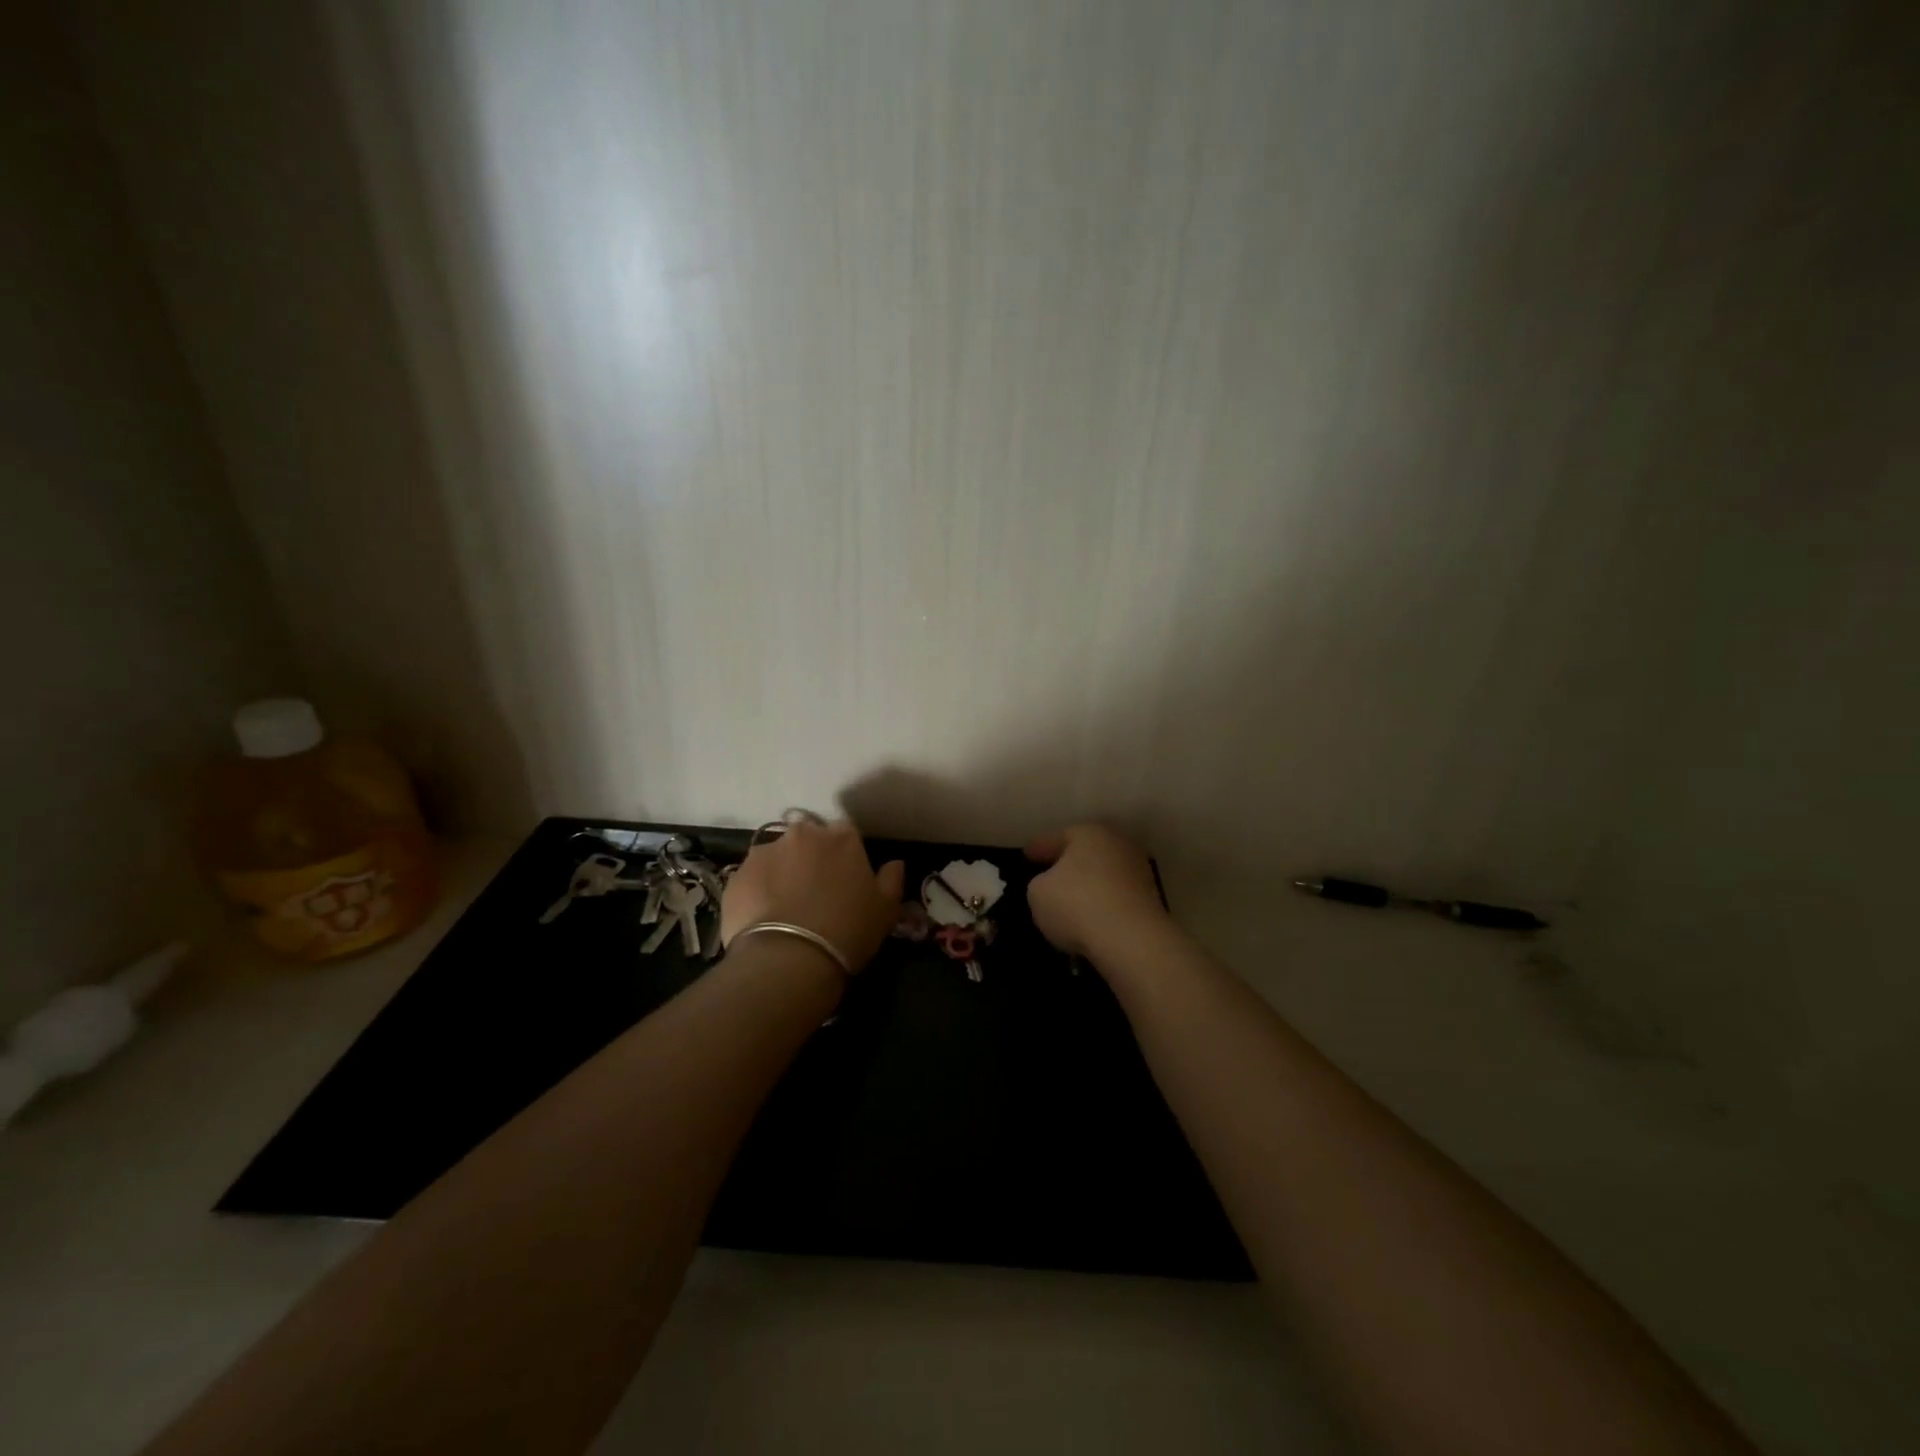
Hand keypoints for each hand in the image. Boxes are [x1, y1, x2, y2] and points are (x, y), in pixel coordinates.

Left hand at [720, 819, 904, 971]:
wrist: (788, 959)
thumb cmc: (847, 930)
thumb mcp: (885, 910)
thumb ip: (891, 879)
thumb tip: (894, 864)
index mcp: (842, 837)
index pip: (846, 834)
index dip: (846, 856)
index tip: (845, 878)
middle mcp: (802, 834)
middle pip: (807, 839)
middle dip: (810, 858)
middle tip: (813, 892)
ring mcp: (764, 852)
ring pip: (776, 857)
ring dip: (781, 872)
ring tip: (784, 908)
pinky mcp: (737, 876)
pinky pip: (751, 879)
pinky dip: (757, 891)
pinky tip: (763, 918)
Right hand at [1025, 824, 1169, 959]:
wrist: (1131, 939)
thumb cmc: (1076, 904)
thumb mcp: (1038, 893)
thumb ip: (1040, 883)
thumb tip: (1052, 885)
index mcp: (1088, 833)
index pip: (1057, 837)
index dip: (1039, 847)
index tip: (1027, 855)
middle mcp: (1117, 844)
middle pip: (1085, 852)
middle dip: (1068, 863)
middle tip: (1049, 874)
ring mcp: (1138, 871)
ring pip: (1103, 874)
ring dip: (1089, 885)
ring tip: (1070, 902)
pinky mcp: (1150, 899)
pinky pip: (1116, 897)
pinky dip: (1103, 904)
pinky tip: (1091, 918)